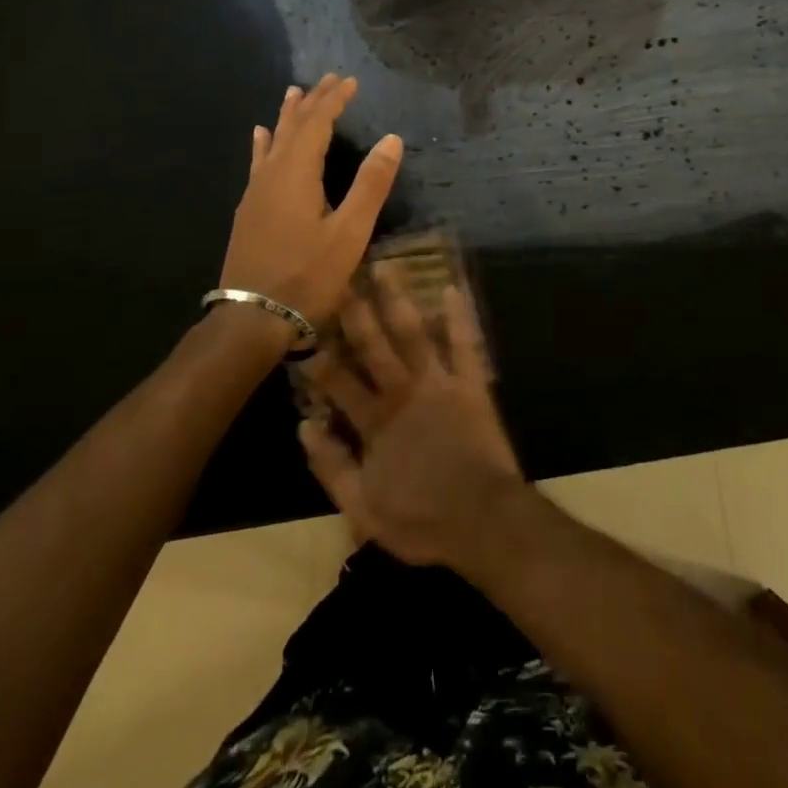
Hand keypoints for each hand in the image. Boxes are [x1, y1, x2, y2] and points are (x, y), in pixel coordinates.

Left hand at [219, 75, 402, 329]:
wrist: (253, 318)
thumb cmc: (307, 275)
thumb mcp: (349, 232)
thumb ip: (370, 184)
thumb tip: (392, 139)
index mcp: (297, 173)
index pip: (317, 123)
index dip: (334, 100)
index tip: (350, 81)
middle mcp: (272, 174)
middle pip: (293, 126)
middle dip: (312, 101)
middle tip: (328, 79)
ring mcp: (256, 192)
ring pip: (273, 141)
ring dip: (287, 116)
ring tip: (293, 92)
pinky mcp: (249, 210)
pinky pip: (258, 162)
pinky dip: (264, 143)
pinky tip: (260, 138)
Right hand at [298, 279, 524, 567]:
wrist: (484, 521)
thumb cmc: (423, 520)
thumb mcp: (363, 510)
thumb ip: (331, 468)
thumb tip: (303, 426)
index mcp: (375, 421)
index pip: (338, 382)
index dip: (318, 358)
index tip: (303, 329)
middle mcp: (403, 391)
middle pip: (373, 345)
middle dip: (354, 311)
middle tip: (340, 277)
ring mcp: (438, 383)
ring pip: (413, 333)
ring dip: (398, 299)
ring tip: (386, 266)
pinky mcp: (471, 384)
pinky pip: (465, 344)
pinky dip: (458, 316)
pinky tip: (452, 287)